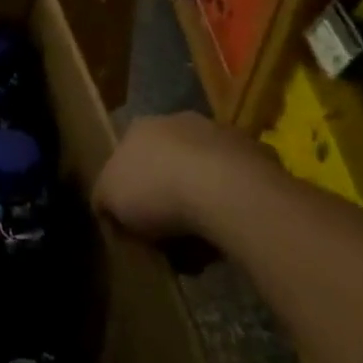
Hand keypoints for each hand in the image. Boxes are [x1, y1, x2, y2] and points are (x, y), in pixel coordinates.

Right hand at [93, 112, 276, 242]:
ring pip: (203, 172)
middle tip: (165, 232)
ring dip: (200, 200)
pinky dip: (230, 206)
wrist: (226, 191)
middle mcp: (179, 120)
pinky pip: (236, 187)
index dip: (127, 187)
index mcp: (139, 127)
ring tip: (199, 242)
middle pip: (166, 161)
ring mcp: (222, 134)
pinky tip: (227, 233)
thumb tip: (108, 208)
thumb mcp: (107, 200)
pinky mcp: (260, 155)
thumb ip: (103, 199)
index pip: (125, 154)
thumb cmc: (155, 190)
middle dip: (165, 192)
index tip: (131, 218)